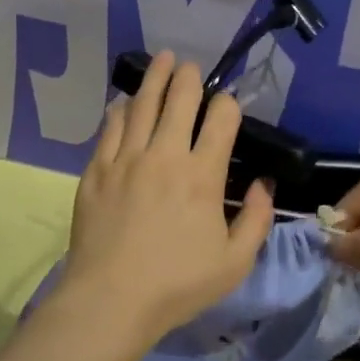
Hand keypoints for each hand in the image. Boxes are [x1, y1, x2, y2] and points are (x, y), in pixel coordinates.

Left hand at [61, 52, 274, 344]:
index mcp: (203, 175)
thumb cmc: (178, 284)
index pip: (221, 120)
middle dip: (188, 78)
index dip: (228, 104)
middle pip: (179, 100)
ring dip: (154, 78)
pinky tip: (123, 102)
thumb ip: (257, 219)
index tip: (227, 105)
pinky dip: (120, 109)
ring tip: (162, 60)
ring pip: (142, 105)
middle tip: (189, 66)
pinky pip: (110, 128)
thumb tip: (263, 183)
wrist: (110, 300)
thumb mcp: (235, 262)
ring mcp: (126, 159)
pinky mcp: (96, 170)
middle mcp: (165, 156)